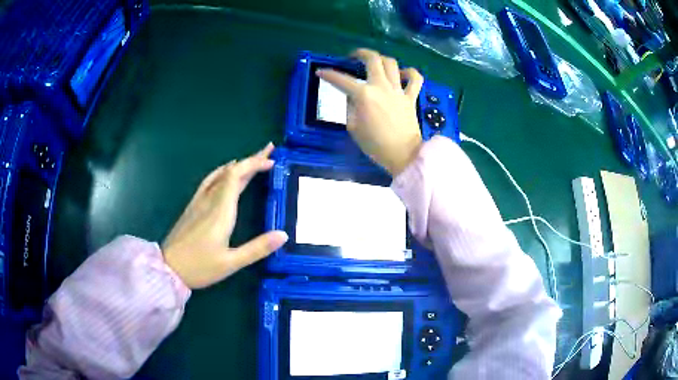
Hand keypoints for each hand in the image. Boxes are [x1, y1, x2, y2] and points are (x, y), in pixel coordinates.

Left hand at [162, 143, 287, 288]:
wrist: (168, 268)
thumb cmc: (199, 267)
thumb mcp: (231, 263)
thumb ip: (257, 248)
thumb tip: (283, 235)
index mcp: (221, 211)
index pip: (236, 176)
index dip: (254, 164)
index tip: (271, 160)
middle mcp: (209, 201)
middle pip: (231, 173)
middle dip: (251, 161)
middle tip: (269, 153)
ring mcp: (199, 202)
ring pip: (220, 175)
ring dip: (238, 166)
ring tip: (252, 161)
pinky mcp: (193, 207)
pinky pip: (209, 182)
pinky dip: (221, 173)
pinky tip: (224, 174)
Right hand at [316, 48, 423, 175]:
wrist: (403, 155)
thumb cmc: (375, 145)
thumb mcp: (353, 127)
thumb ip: (350, 107)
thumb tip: (353, 96)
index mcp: (364, 95)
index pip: (342, 80)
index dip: (329, 74)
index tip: (321, 72)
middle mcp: (381, 86)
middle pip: (372, 59)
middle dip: (360, 53)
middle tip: (353, 57)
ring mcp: (398, 90)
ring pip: (392, 63)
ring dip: (381, 59)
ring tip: (375, 63)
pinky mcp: (411, 97)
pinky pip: (415, 79)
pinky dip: (410, 72)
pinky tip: (402, 74)